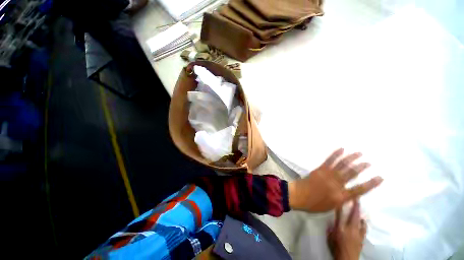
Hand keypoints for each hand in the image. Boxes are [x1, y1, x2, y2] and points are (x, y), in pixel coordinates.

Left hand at [288, 148, 382, 211]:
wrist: (298, 195)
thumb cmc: (314, 204)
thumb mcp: (332, 207)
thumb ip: (342, 199)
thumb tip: (351, 193)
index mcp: (341, 196)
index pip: (360, 190)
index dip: (371, 183)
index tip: (380, 177)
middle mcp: (336, 184)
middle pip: (352, 174)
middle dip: (362, 167)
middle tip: (369, 162)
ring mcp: (327, 175)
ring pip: (342, 165)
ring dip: (351, 158)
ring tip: (359, 153)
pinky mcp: (320, 169)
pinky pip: (329, 160)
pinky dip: (336, 154)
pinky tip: (342, 149)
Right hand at [328, 200, 366, 259]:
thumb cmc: (336, 248)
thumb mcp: (329, 237)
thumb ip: (330, 228)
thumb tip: (330, 221)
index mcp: (340, 228)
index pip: (340, 214)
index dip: (340, 205)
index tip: (340, 198)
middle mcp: (350, 229)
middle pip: (354, 215)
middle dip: (355, 206)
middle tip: (356, 198)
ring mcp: (358, 233)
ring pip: (360, 221)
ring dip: (360, 214)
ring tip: (360, 208)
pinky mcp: (362, 238)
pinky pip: (363, 228)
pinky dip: (363, 224)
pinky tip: (363, 222)